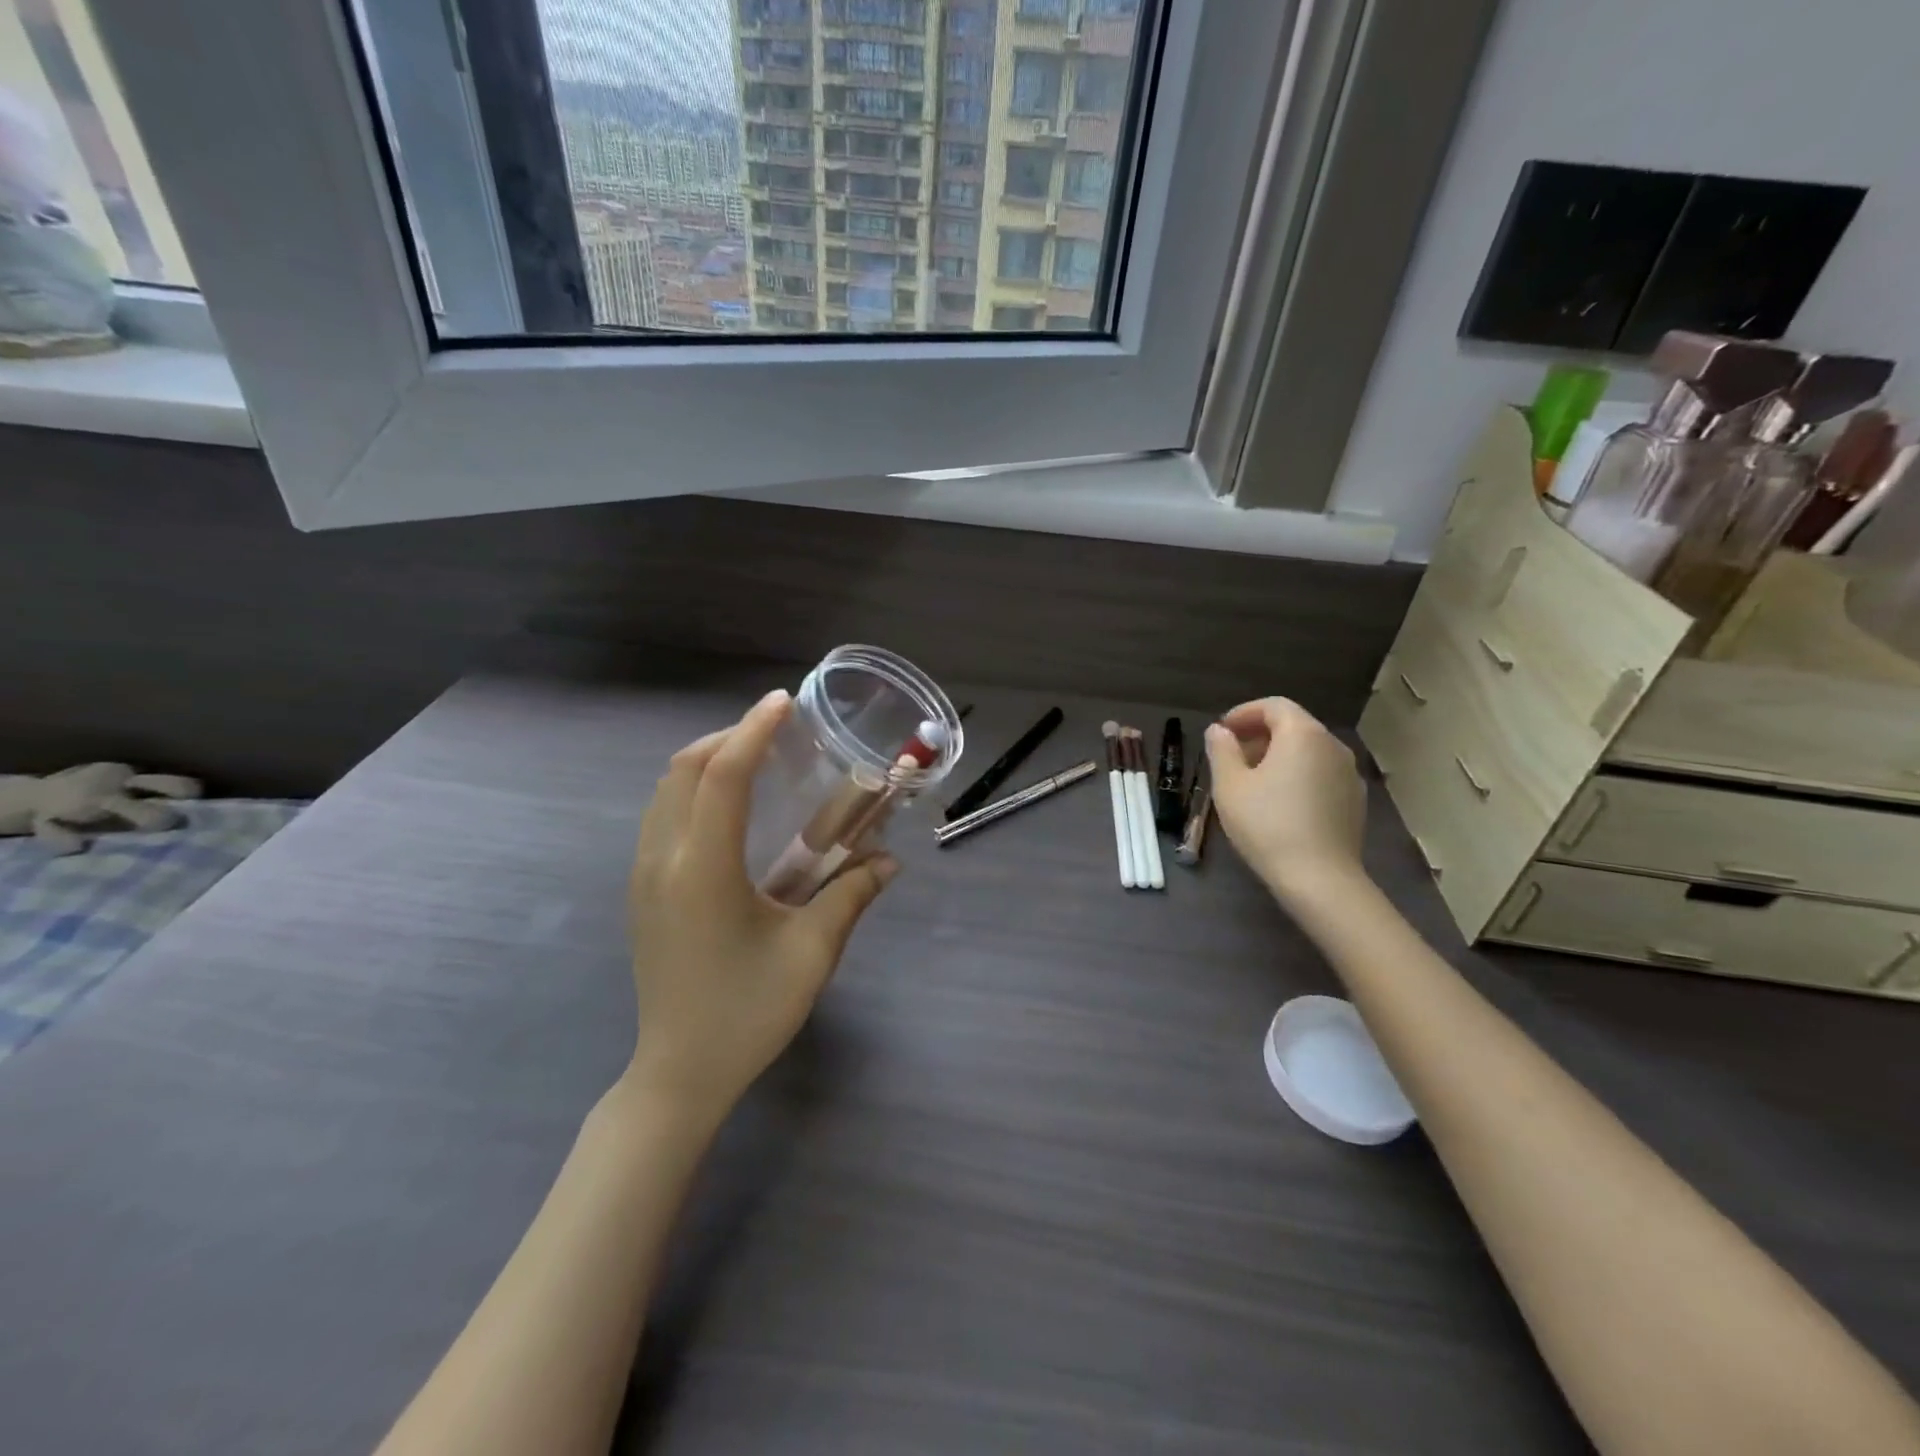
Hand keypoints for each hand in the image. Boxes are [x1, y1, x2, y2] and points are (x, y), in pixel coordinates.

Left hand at [625, 689, 896, 1124]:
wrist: (679, 1073)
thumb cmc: (748, 1012)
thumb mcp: (811, 953)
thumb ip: (851, 895)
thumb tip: (890, 859)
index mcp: (703, 869)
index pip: (722, 776)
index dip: (753, 731)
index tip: (784, 702)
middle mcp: (663, 860)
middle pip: (684, 770)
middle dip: (729, 738)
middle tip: (777, 731)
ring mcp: (644, 876)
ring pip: (666, 791)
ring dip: (708, 762)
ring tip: (756, 759)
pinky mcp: (642, 892)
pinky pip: (662, 816)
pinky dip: (693, 790)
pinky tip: (730, 809)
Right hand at [1205, 698, 1366, 902]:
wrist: (1319, 878)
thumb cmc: (1267, 824)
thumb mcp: (1230, 786)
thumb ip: (1222, 750)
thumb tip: (1219, 731)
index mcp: (1302, 734)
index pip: (1274, 706)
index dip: (1244, 713)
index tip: (1221, 732)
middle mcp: (1332, 745)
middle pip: (1294, 726)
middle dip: (1260, 735)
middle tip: (1231, 757)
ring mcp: (1349, 774)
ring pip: (1309, 751)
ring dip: (1279, 756)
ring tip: (1253, 781)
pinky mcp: (1355, 800)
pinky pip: (1321, 775)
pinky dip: (1298, 776)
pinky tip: (1280, 804)